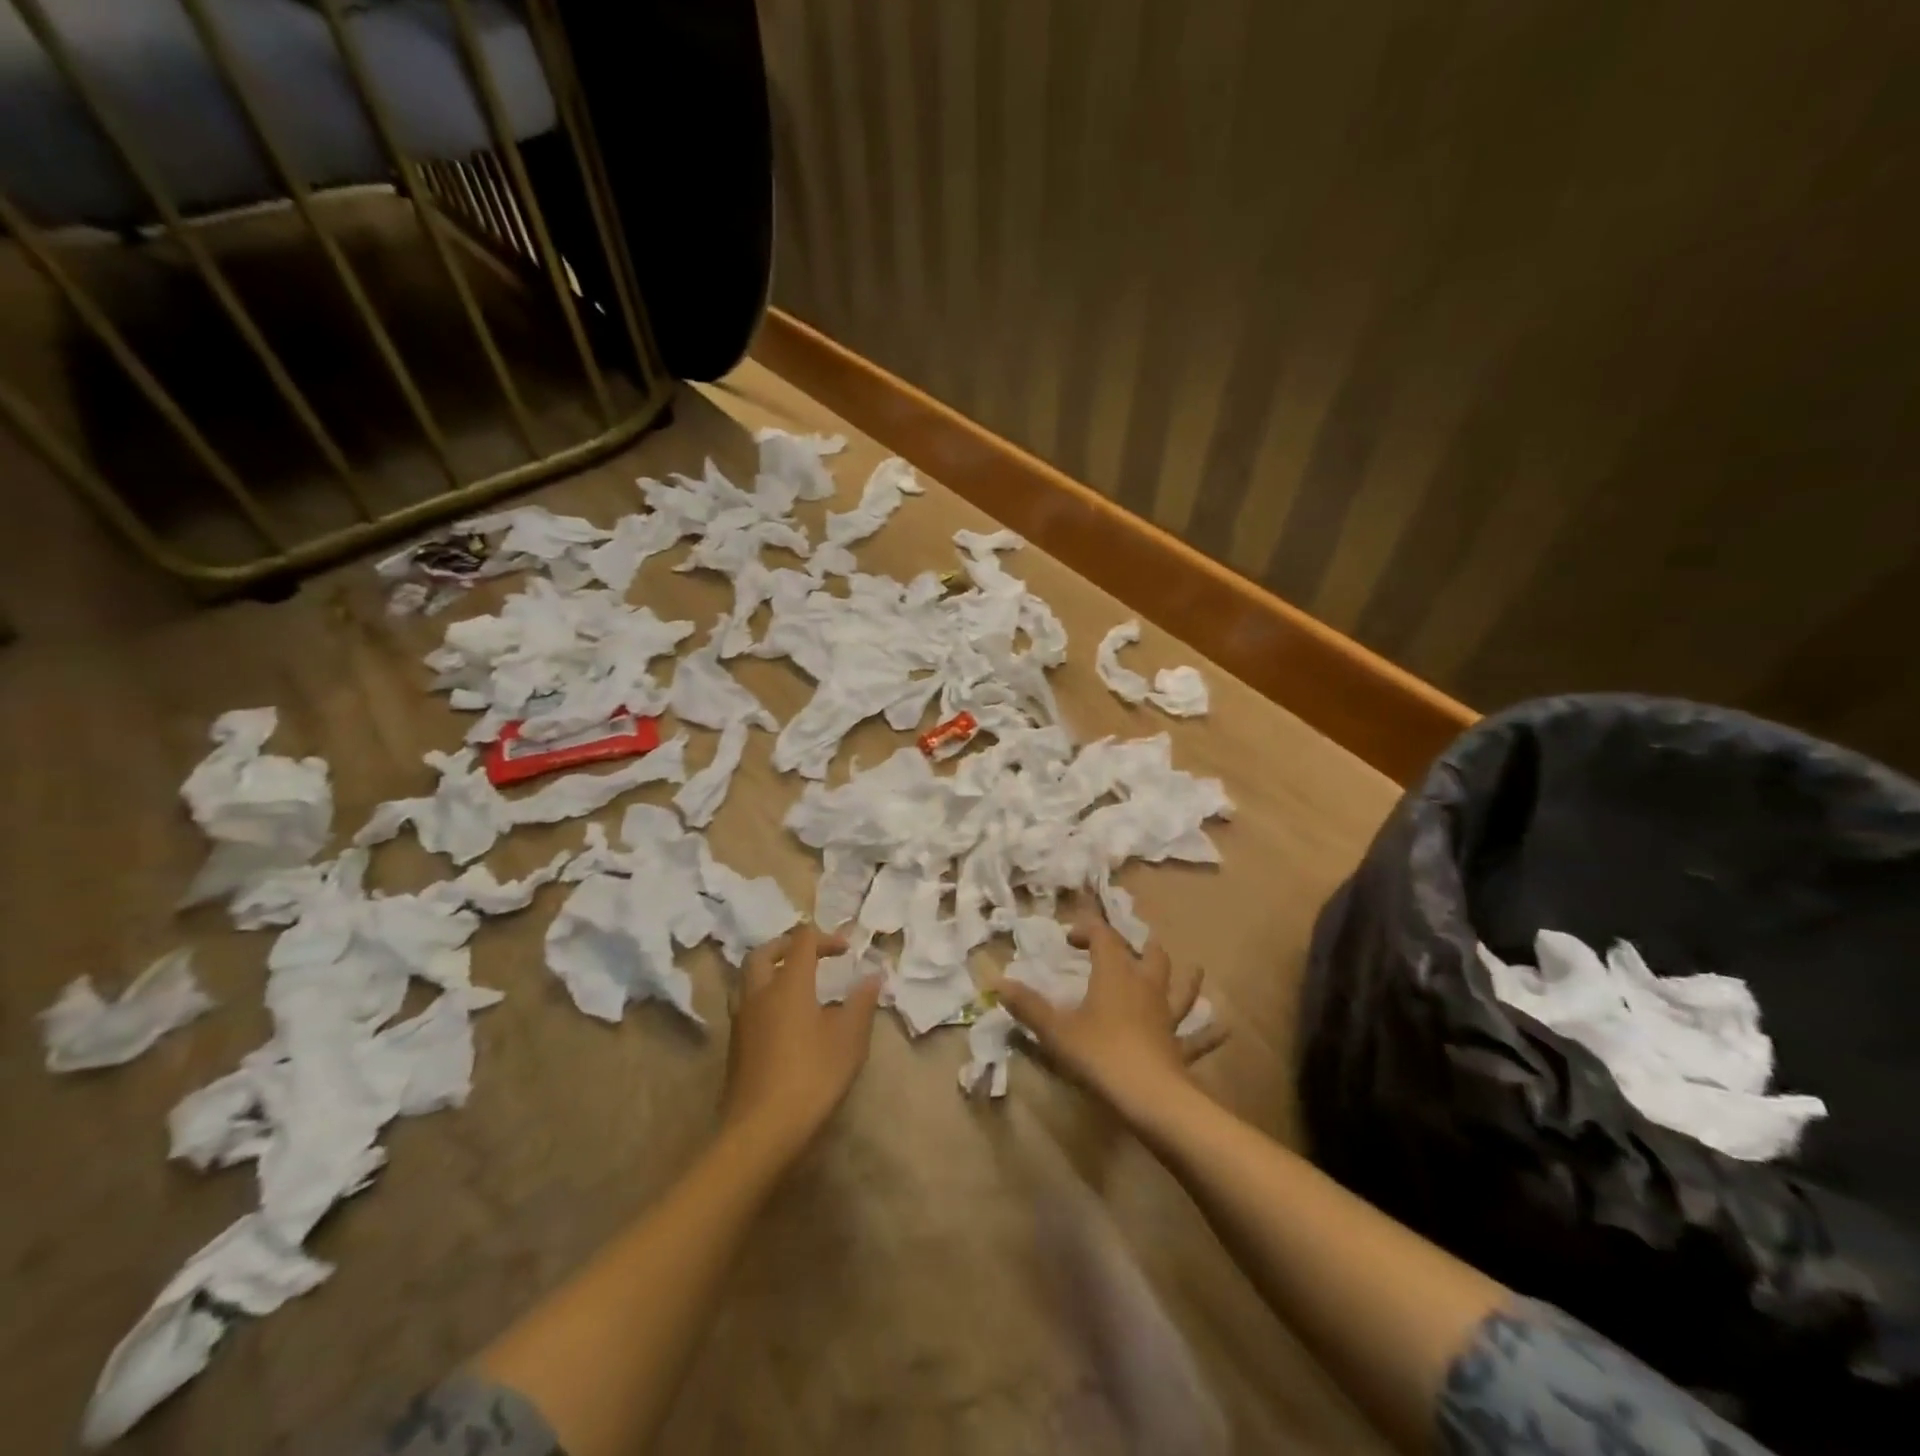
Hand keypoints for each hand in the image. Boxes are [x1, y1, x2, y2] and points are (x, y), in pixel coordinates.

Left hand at [722, 924, 880, 1157]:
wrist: (760, 1131)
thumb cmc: (812, 1077)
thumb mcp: (849, 1039)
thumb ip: (861, 1003)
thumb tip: (872, 976)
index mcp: (789, 984)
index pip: (802, 942)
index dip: (825, 938)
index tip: (846, 950)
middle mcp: (759, 994)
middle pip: (765, 953)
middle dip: (788, 945)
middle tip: (811, 953)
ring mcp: (742, 1020)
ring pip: (749, 978)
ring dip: (772, 970)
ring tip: (796, 983)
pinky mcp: (735, 1046)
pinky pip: (747, 1004)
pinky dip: (765, 996)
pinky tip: (784, 1019)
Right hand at [998, 910, 1225, 1121]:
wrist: (1151, 1098)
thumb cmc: (1100, 1056)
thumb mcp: (1056, 1031)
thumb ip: (1028, 1007)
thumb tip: (997, 982)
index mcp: (1114, 975)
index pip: (1103, 937)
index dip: (1088, 929)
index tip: (1070, 938)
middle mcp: (1145, 988)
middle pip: (1149, 956)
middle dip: (1140, 946)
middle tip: (1130, 945)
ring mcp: (1168, 1017)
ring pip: (1181, 989)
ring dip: (1186, 978)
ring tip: (1194, 968)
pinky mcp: (1181, 1047)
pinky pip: (1200, 1037)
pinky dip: (1210, 1032)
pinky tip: (1224, 1028)